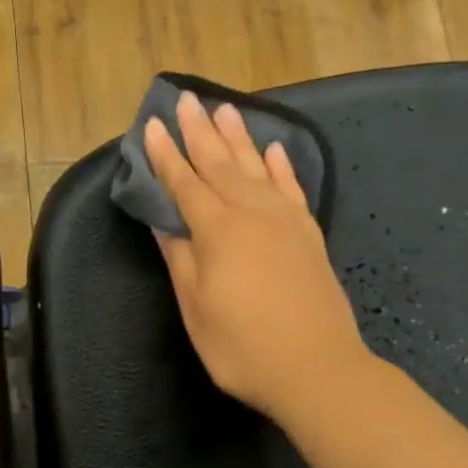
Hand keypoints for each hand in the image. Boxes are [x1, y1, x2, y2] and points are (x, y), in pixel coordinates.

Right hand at [145, 91, 365, 423]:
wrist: (317, 369)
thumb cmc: (242, 346)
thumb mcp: (196, 307)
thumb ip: (179, 257)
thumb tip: (161, 220)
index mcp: (217, 230)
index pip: (184, 183)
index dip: (165, 155)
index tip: (150, 125)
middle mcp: (251, 213)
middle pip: (220, 163)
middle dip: (199, 131)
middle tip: (185, 98)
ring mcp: (285, 221)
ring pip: (256, 167)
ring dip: (239, 137)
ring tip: (225, 108)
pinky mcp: (309, 234)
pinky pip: (292, 188)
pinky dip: (282, 166)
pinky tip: (275, 150)